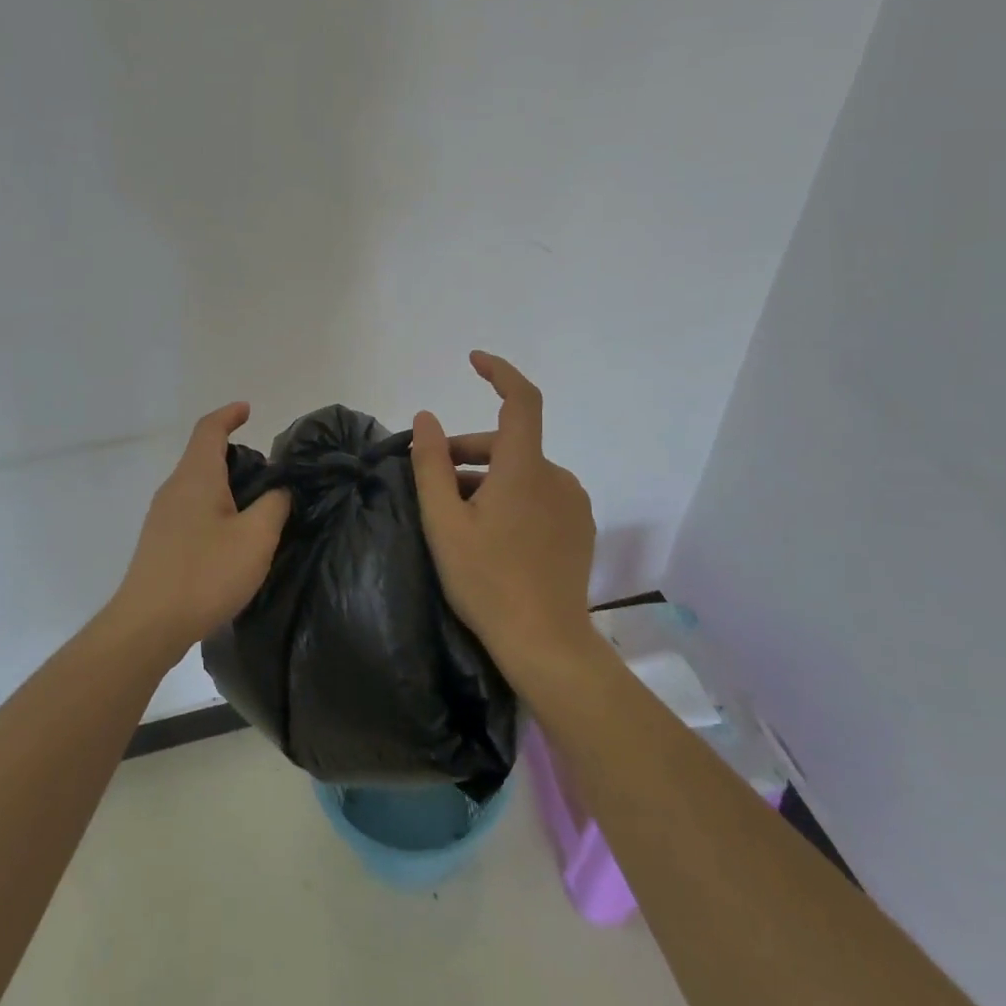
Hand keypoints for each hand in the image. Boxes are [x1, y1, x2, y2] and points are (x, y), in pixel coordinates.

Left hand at [113, 402, 291, 655]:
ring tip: (257, 509)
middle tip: (269, 475)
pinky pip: (191, 510)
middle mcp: (175, 488)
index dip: (229, 414)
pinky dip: (215, 510)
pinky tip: (231, 539)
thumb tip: (279, 490)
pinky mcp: (159, 543)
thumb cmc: (205, 573)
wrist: (148, 625)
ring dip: (226, 487)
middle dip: (235, 456)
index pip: (209, 429)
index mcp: (196, 476)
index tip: (248, 409)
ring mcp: (162, 516)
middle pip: (203, 457)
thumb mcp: (256, 538)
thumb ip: (274, 505)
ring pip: (198, 486)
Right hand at [412, 352, 597, 675]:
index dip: (499, 372)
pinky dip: (511, 496)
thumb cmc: (488, 580)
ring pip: (522, 472)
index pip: (521, 400)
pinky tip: (491, 532)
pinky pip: (539, 494)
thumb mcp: (445, 523)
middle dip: (467, 452)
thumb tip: (426, 418)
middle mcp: (556, 476)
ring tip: (456, 514)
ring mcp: (573, 503)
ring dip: (487, 479)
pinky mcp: (580, 527)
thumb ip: (431, 465)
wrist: (546, 644)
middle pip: (508, 443)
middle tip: (432, 482)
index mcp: (524, 468)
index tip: (474, 361)